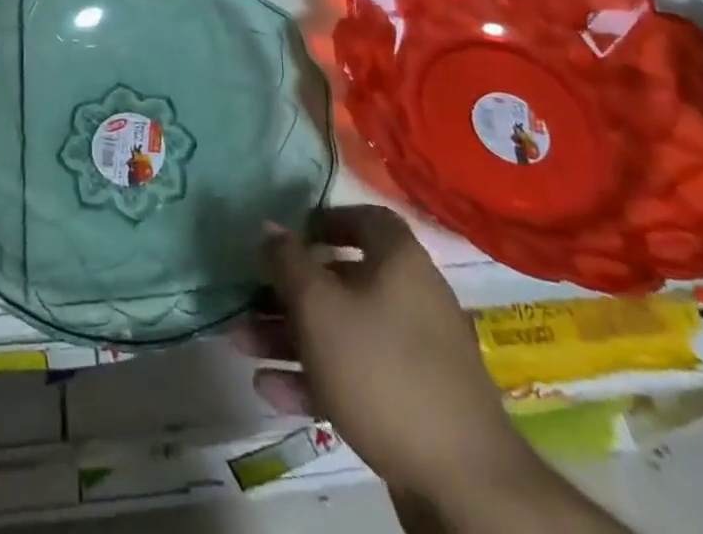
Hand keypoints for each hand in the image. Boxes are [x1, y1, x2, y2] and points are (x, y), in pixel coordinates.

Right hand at [234, 206, 528, 502]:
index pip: (364, 219)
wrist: (462, 483)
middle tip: (247, 298)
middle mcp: (410, 297)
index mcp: (399, 260)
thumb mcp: (320, 306)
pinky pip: (353, 375)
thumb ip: (288, 262)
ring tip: (240, 344)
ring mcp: (413, 354)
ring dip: (289, 336)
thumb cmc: (382, 369)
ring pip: (341, 331)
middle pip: (341, 280)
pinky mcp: (409, 404)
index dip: (326, 220)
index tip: (290, 235)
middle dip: (288, 291)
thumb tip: (269, 226)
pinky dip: (313, 377)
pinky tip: (269, 390)